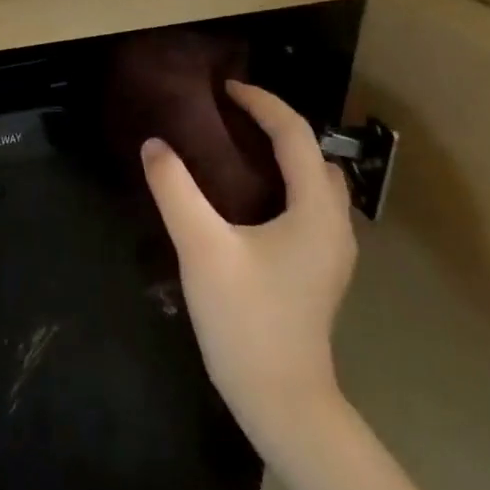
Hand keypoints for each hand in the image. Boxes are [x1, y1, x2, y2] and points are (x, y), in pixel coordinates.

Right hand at [141, 81, 354, 444]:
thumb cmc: (245, 320)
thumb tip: (155, 145)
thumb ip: (175, 190)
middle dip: (277, 126)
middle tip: (229, 118)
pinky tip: (248, 199)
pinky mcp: (319, 270)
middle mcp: (334, 223)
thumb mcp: (202, 248)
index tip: (225, 90)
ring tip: (236, 150)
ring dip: (283, 156)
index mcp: (315, 210)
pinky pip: (308, 206)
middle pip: (314, 155)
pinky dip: (283, 184)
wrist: (280, 399)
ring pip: (315, 182)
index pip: (296, 135)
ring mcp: (331, 250)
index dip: (262, 103)